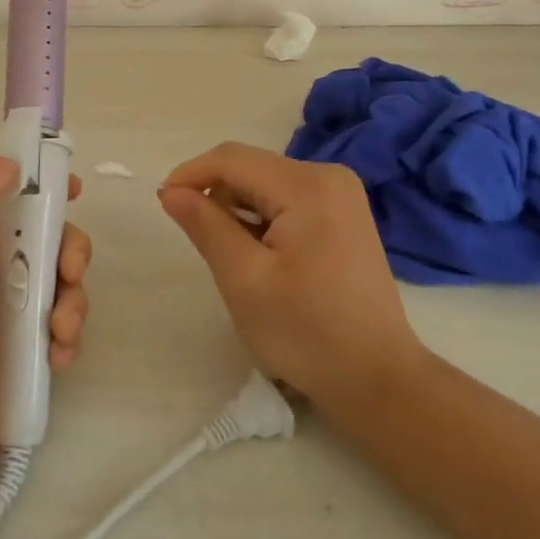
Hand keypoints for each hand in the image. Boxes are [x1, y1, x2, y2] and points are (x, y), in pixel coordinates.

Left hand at [0, 158, 90, 492]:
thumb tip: (8, 164)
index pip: (11, 191)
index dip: (44, 183)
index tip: (73, 192)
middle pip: (49, 236)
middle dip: (70, 253)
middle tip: (70, 277)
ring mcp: (8, 307)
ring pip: (63, 282)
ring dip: (73, 304)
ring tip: (59, 337)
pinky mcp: (23, 346)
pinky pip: (62, 324)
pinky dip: (68, 337)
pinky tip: (56, 360)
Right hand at [158, 142, 422, 409]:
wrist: (378, 379)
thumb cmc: (306, 333)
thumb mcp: (244, 280)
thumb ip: (205, 226)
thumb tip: (171, 191)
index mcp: (307, 186)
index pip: (232, 159)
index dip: (190, 174)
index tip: (162, 202)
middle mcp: (328, 176)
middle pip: (250, 167)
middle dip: (215, 194)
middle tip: (195, 238)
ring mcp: (341, 194)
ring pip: (266, 183)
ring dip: (237, 208)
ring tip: (229, 254)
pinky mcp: (344, 213)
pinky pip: (287, 198)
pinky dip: (262, 217)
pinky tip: (259, 254)